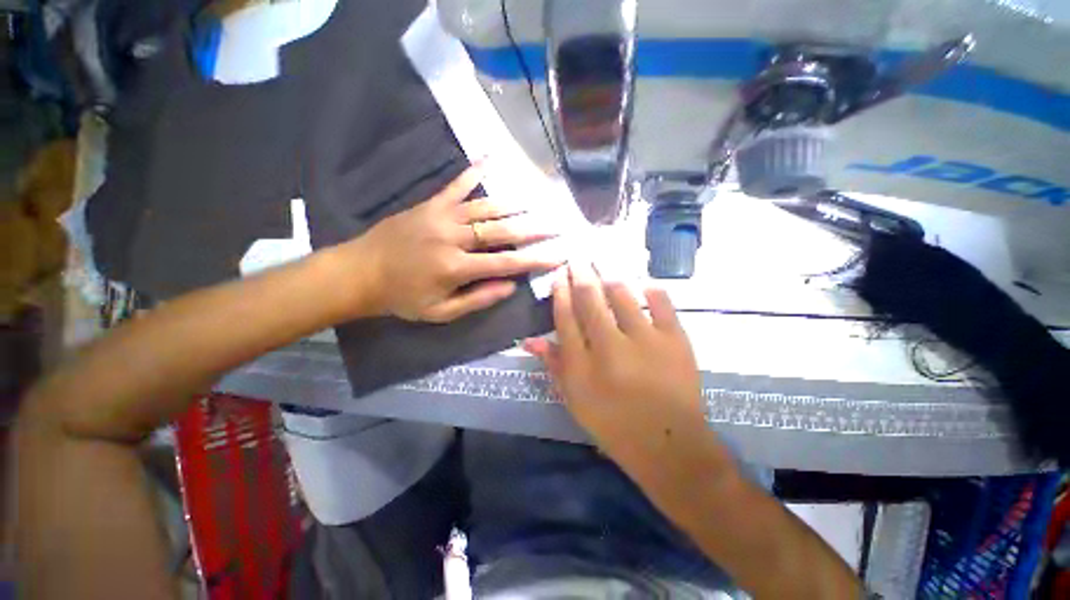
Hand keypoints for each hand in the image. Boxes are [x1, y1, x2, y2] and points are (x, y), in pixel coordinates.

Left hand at [345, 164, 562, 322]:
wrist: (360, 272)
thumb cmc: (402, 297)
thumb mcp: (440, 312)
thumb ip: (477, 299)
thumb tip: (511, 286)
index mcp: (455, 267)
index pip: (505, 263)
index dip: (534, 260)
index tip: (557, 256)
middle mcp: (452, 238)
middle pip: (501, 231)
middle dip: (533, 229)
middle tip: (556, 225)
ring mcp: (441, 216)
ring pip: (485, 207)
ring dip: (514, 204)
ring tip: (537, 202)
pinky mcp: (430, 204)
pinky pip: (456, 185)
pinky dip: (474, 171)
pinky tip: (491, 158)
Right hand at [523, 263, 709, 461]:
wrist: (670, 444)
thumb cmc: (615, 425)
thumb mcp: (575, 400)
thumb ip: (554, 365)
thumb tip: (530, 340)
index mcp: (583, 365)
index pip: (565, 318)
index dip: (559, 293)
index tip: (559, 276)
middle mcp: (611, 346)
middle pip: (590, 299)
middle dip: (581, 275)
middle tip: (577, 258)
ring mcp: (646, 340)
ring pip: (622, 294)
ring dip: (610, 276)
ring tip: (604, 265)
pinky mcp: (676, 339)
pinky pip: (661, 302)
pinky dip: (650, 289)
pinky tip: (642, 284)